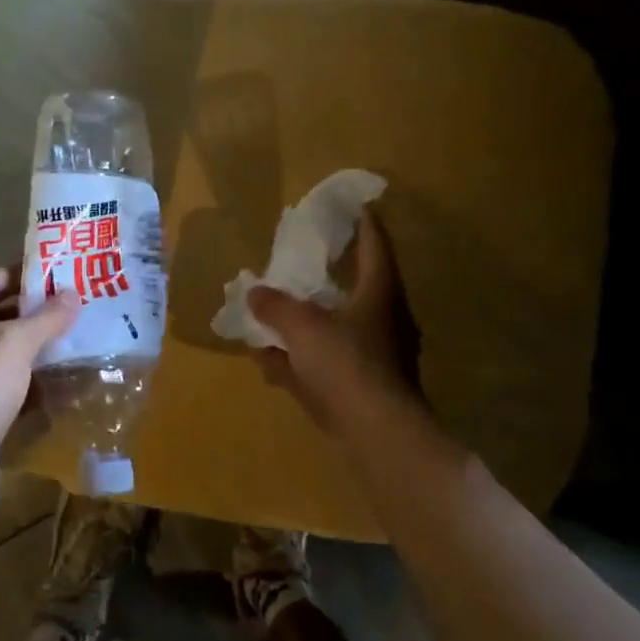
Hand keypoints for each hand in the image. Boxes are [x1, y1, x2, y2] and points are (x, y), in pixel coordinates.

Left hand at [0, 268, 77, 511]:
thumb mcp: (9, 347)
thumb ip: (44, 318)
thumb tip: (73, 294)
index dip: (25, 275)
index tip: (66, 273)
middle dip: (37, 315)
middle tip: (81, 307)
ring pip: (4, 359)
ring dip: (39, 352)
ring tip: (83, 340)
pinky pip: (7, 391)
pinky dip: (34, 386)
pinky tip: (68, 383)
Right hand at [248, 209, 421, 431]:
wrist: (378, 435)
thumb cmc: (347, 366)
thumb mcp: (303, 328)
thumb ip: (276, 307)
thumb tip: (255, 292)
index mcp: (379, 295)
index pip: (375, 246)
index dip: (366, 224)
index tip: (358, 205)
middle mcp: (384, 321)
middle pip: (356, 289)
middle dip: (328, 279)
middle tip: (305, 264)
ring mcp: (376, 357)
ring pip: (338, 329)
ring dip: (307, 325)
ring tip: (272, 320)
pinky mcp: (363, 388)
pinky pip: (327, 364)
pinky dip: (302, 362)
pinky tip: (271, 366)